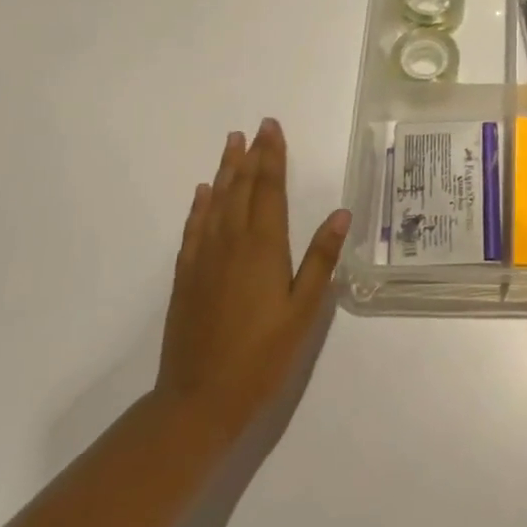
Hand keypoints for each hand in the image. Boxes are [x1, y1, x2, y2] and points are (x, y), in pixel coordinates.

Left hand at [155, 118, 350, 440]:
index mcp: (263, 248)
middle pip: (242, 189)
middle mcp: (231, 243)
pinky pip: (194, 228)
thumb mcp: (303, 312)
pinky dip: (200, 206)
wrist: (198, 400)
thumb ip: (320, 260)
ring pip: (217, 202)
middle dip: (251, 156)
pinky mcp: (186, 276)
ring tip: (231, 144)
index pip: (270, 190)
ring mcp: (204, 258)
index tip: (272, 128)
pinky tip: (203, 193)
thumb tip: (340, 213)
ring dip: (225, 170)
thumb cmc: (261, 357)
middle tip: (256, 126)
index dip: (272, 157)